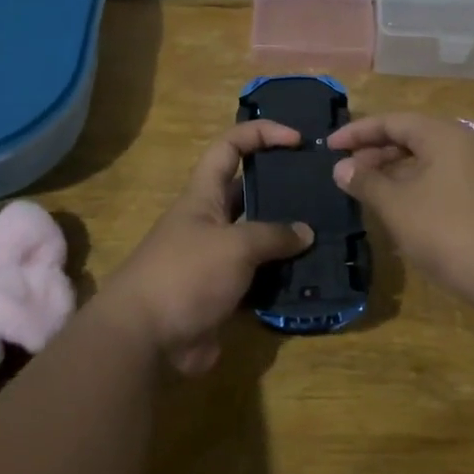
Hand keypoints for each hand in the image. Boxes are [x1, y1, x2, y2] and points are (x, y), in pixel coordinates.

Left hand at [104, 120, 314, 374]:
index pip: (230, 147)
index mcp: (203, 195)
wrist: (145, 340)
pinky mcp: (224, 295)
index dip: (261, 134)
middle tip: (324, 190)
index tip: (297, 139)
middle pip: (249, 193)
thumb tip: (305, 232)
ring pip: (259, 239)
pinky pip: (259, 279)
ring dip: (288, 239)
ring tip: (328, 234)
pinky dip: (282, 278)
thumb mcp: (234, 246)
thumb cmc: (185, 275)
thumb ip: (273, 235)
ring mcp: (216, 260)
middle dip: (283, 188)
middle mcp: (210, 222)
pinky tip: (313, 278)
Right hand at [326, 113, 473, 335]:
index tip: (329, 147)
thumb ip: (367, 182)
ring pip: (433, 162)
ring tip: (372, 194)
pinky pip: (450, 182)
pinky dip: (422, 189)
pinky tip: (408, 215)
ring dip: (399, 174)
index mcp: (446, 135)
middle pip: (416, 138)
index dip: (358, 132)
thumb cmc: (451, 234)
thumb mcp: (398, 207)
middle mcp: (471, 145)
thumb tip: (342, 167)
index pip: (394, 120)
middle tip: (348, 174)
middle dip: (378, 153)